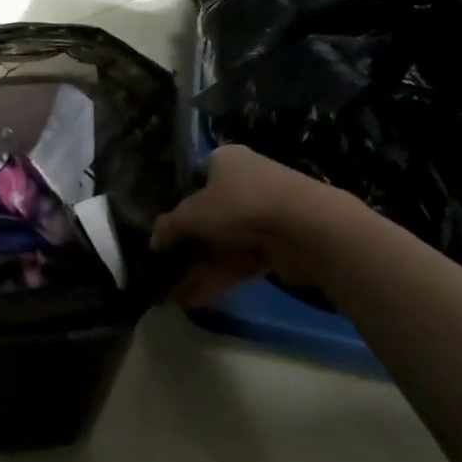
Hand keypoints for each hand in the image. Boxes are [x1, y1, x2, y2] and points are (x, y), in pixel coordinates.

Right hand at [151, 145, 367, 305]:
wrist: (307, 228)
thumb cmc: (239, 204)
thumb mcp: (191, 215)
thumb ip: (168, 227)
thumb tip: (154, 241)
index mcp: (226, 161)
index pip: (195, 180)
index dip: (176, 205)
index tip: (161, 231)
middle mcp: (247, 182)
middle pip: (208, 217)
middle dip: (185, 247)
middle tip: (163, 268)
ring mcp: (264, 214)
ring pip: (223, 244)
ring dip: (197, 269)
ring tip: (170, 295)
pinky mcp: (279, 244)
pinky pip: (240, 261)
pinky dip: (217, 278)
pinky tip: (192, 300)